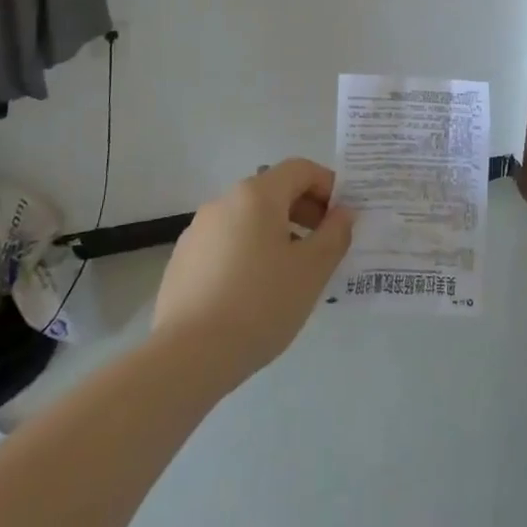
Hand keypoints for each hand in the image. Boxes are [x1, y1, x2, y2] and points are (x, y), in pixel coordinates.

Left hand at [151, 159, 352, 382]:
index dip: (329, 186)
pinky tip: (256, 291)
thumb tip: (343, 213)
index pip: (300, 169)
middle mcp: (223, 202)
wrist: (187, 357)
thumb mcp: (312, 269)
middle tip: (325, 245)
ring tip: (292, 272)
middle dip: (305, 211)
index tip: (344, 218)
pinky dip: (250, 251)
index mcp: (256, 195)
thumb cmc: (260, 304)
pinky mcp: (183, 260)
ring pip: (249, 218)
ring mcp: (198, 231)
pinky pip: (227, 242)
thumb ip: (334, 234)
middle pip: (273, 191)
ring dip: (278, 232)